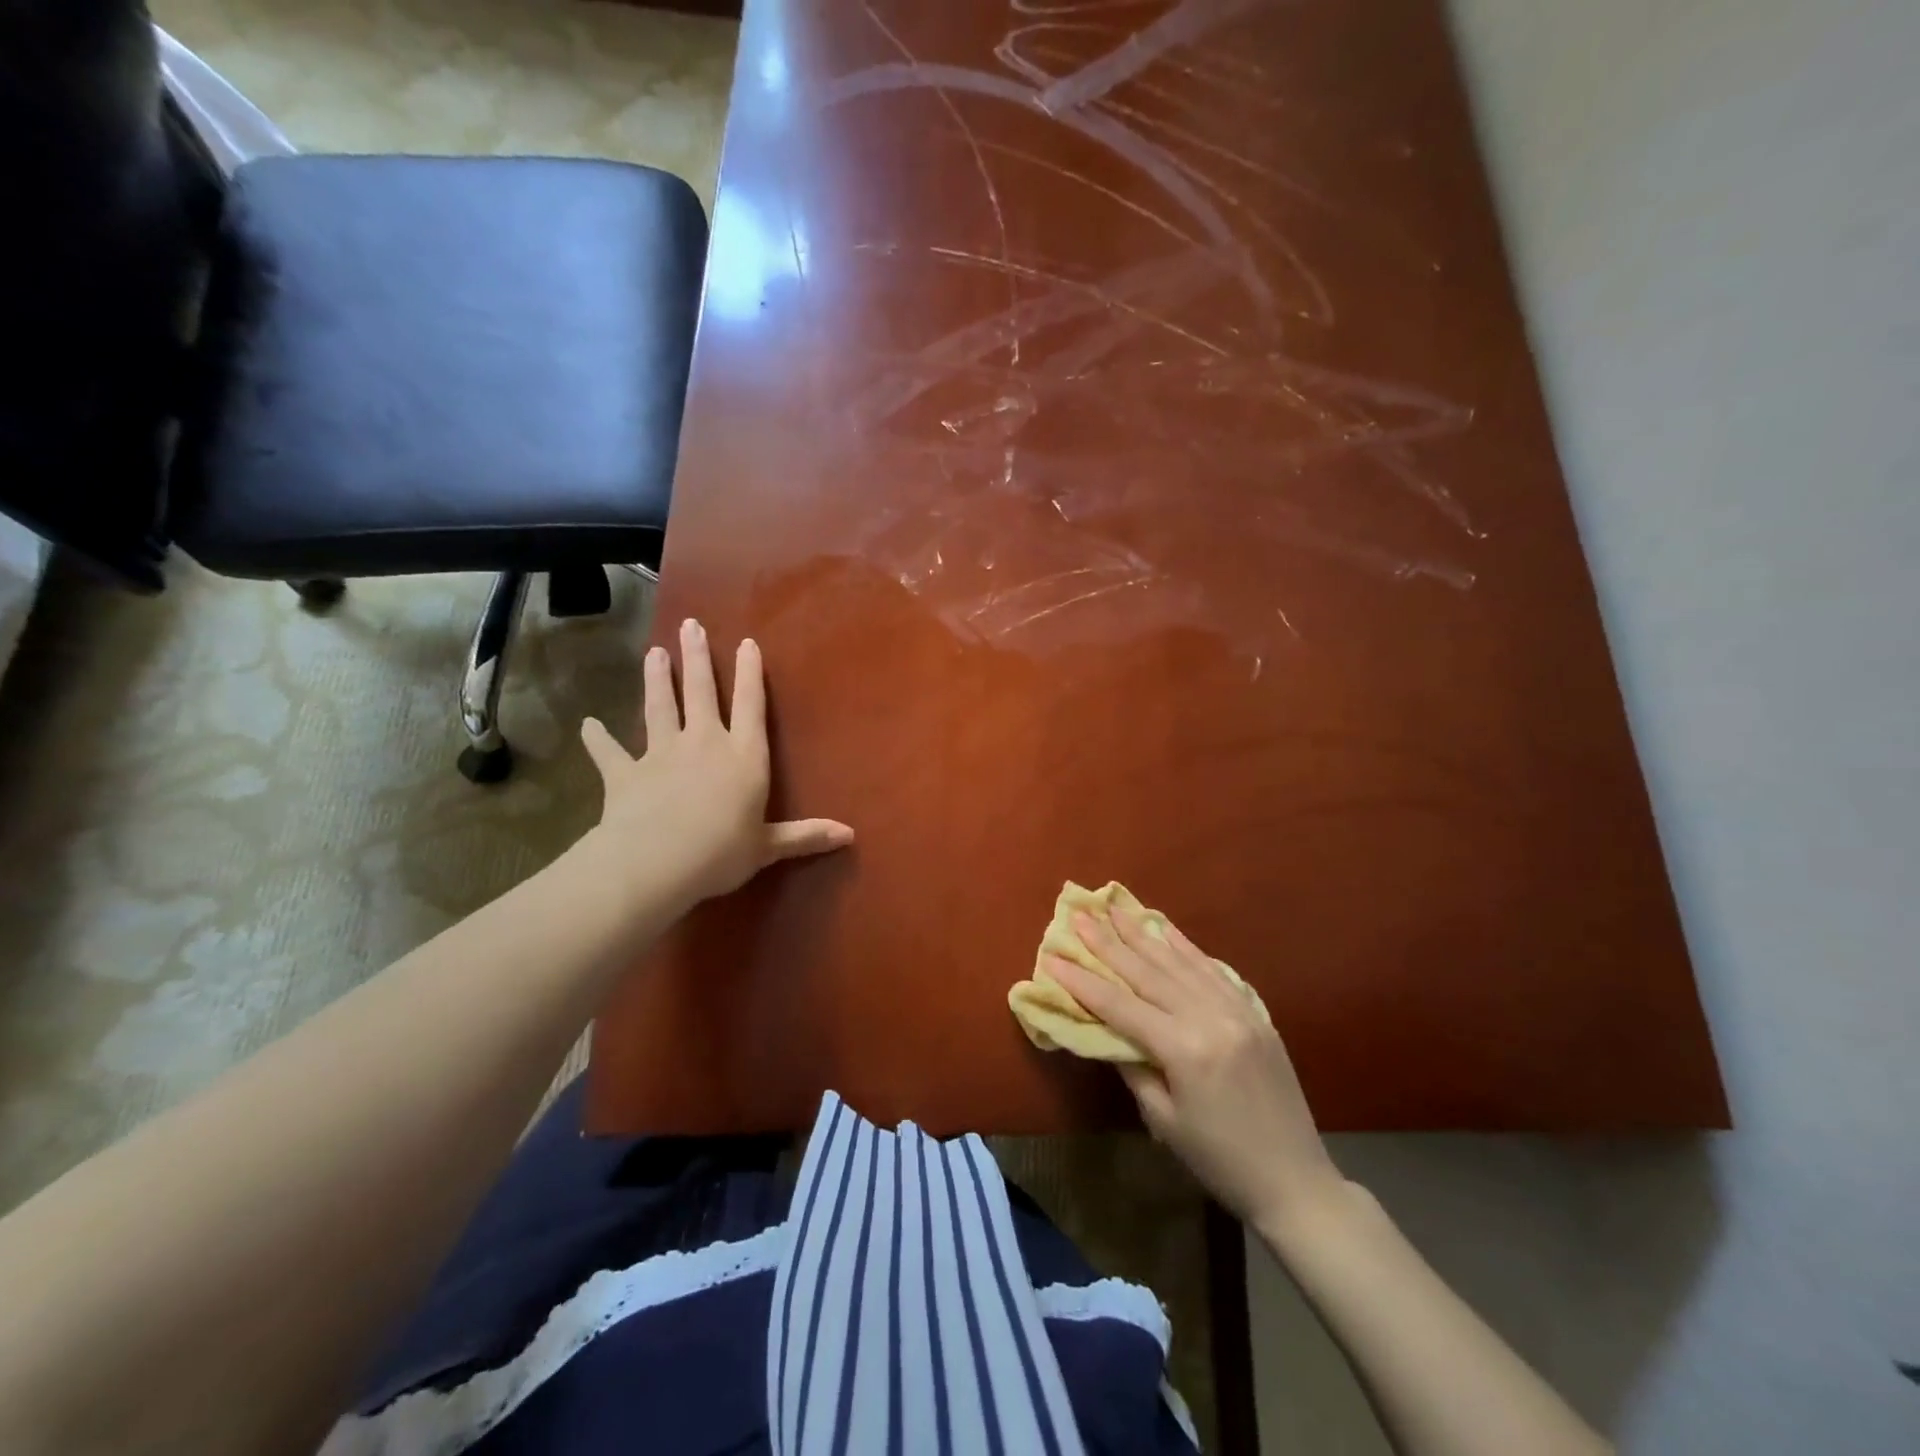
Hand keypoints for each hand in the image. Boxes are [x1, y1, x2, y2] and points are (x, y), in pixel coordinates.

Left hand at [579, 618, 853, 905]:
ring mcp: (661, 754)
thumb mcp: (768, 847)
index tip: (747, 643)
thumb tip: (850, 835)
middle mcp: (704, 743)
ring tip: (653, 652)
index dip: (750, 673)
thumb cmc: (721, 852)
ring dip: (657, 680)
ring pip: (659, 708)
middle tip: (690, 625)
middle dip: (697, 658)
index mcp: (743, 756)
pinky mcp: (625, 772)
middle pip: (702, 692)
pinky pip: (609, 752)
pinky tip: (588, 725)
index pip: (751, 705)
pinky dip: (598, 738)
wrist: (654, 863)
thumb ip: (806, 836)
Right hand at [1045, 906, 1344, 1228]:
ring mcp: (1237, 1010)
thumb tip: (1108, 1029)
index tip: (1052, 955)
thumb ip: (1133, 1066)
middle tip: (1080, 915)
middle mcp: (1210, 1017)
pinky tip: (1164, 928)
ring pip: (1179, 962)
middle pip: (1148, 972)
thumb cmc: (1219, 1160)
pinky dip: (1185, 947)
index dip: (1082, 980)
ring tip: (1115, 908)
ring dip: (1143, 934)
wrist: (1295, 1180)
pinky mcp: (1254, 1012)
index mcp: (1184, 1049)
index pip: (1120, 1005)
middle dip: (1108, 942)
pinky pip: (1212, 970)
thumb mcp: (1163, 1120)